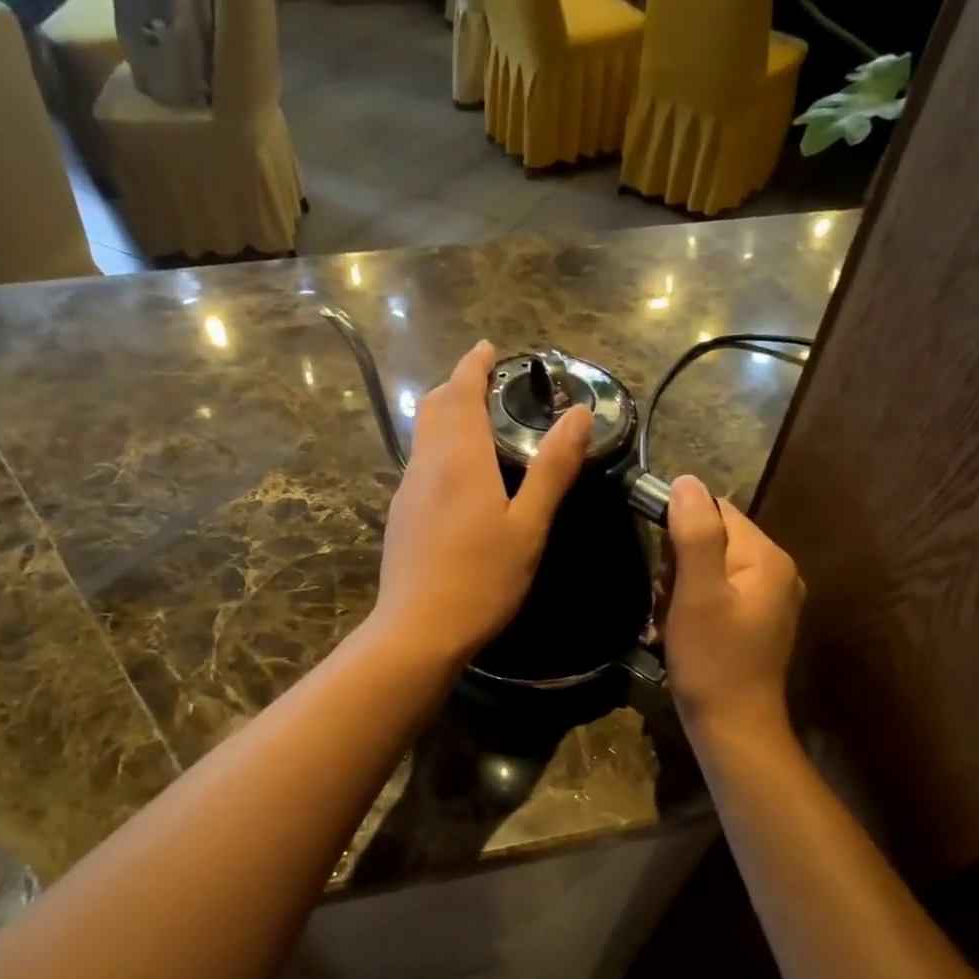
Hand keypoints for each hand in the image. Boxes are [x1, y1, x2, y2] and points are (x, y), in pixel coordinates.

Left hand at [372, 341, 591, 664]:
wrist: (418, 630)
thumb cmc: (481, 579)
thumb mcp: (528, 526)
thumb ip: (552, 469)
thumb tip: (578, 414)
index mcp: (460, 459)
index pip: (462, 392)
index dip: (475, 365)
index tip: (490, 348)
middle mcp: (427, 464)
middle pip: (434, 406)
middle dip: (457, 384)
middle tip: (485, 381)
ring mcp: (407, 490)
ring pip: (423, 434)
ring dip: (445, 413)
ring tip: (475, 419)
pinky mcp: (401, 516)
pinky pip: (419, 462)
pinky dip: (438, 445)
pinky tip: (457, 473)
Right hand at [663, 475, 803, 740]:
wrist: (733, 728)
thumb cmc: (713, 660)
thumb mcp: (698, 593)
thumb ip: (694, 534)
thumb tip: (686, 481)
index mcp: (767, 558)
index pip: (717, 511)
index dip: (680, 530)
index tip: (662, 567)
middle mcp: (776, 572)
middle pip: (712, 541)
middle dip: (678, 568)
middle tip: (668, 604)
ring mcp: (767, 601)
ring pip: (707, 571)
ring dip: (679, 592)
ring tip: (671, 624)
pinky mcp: (754, 624)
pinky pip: (714, 596)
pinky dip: (691, 610)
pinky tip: (680, 634)